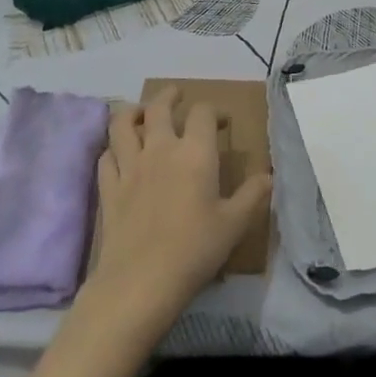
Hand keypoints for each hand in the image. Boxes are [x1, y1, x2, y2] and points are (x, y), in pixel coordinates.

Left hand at [88, 87, 271, 334]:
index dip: (214, 111)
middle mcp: (160, 149)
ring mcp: (129, 167)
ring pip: (123, 124)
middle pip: (159, 107)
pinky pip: (106, 157)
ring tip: (140, 113)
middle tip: (176, 96)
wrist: (141, 281)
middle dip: (169, 96)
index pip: (203, 113)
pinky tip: (119, 155)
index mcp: (195, 153)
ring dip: (133, 113)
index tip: (222, 121)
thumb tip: (269, 174)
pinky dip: (113, 149)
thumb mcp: (234, 224)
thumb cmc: (195, 249)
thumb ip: (253, 195)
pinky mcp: (109, 188)